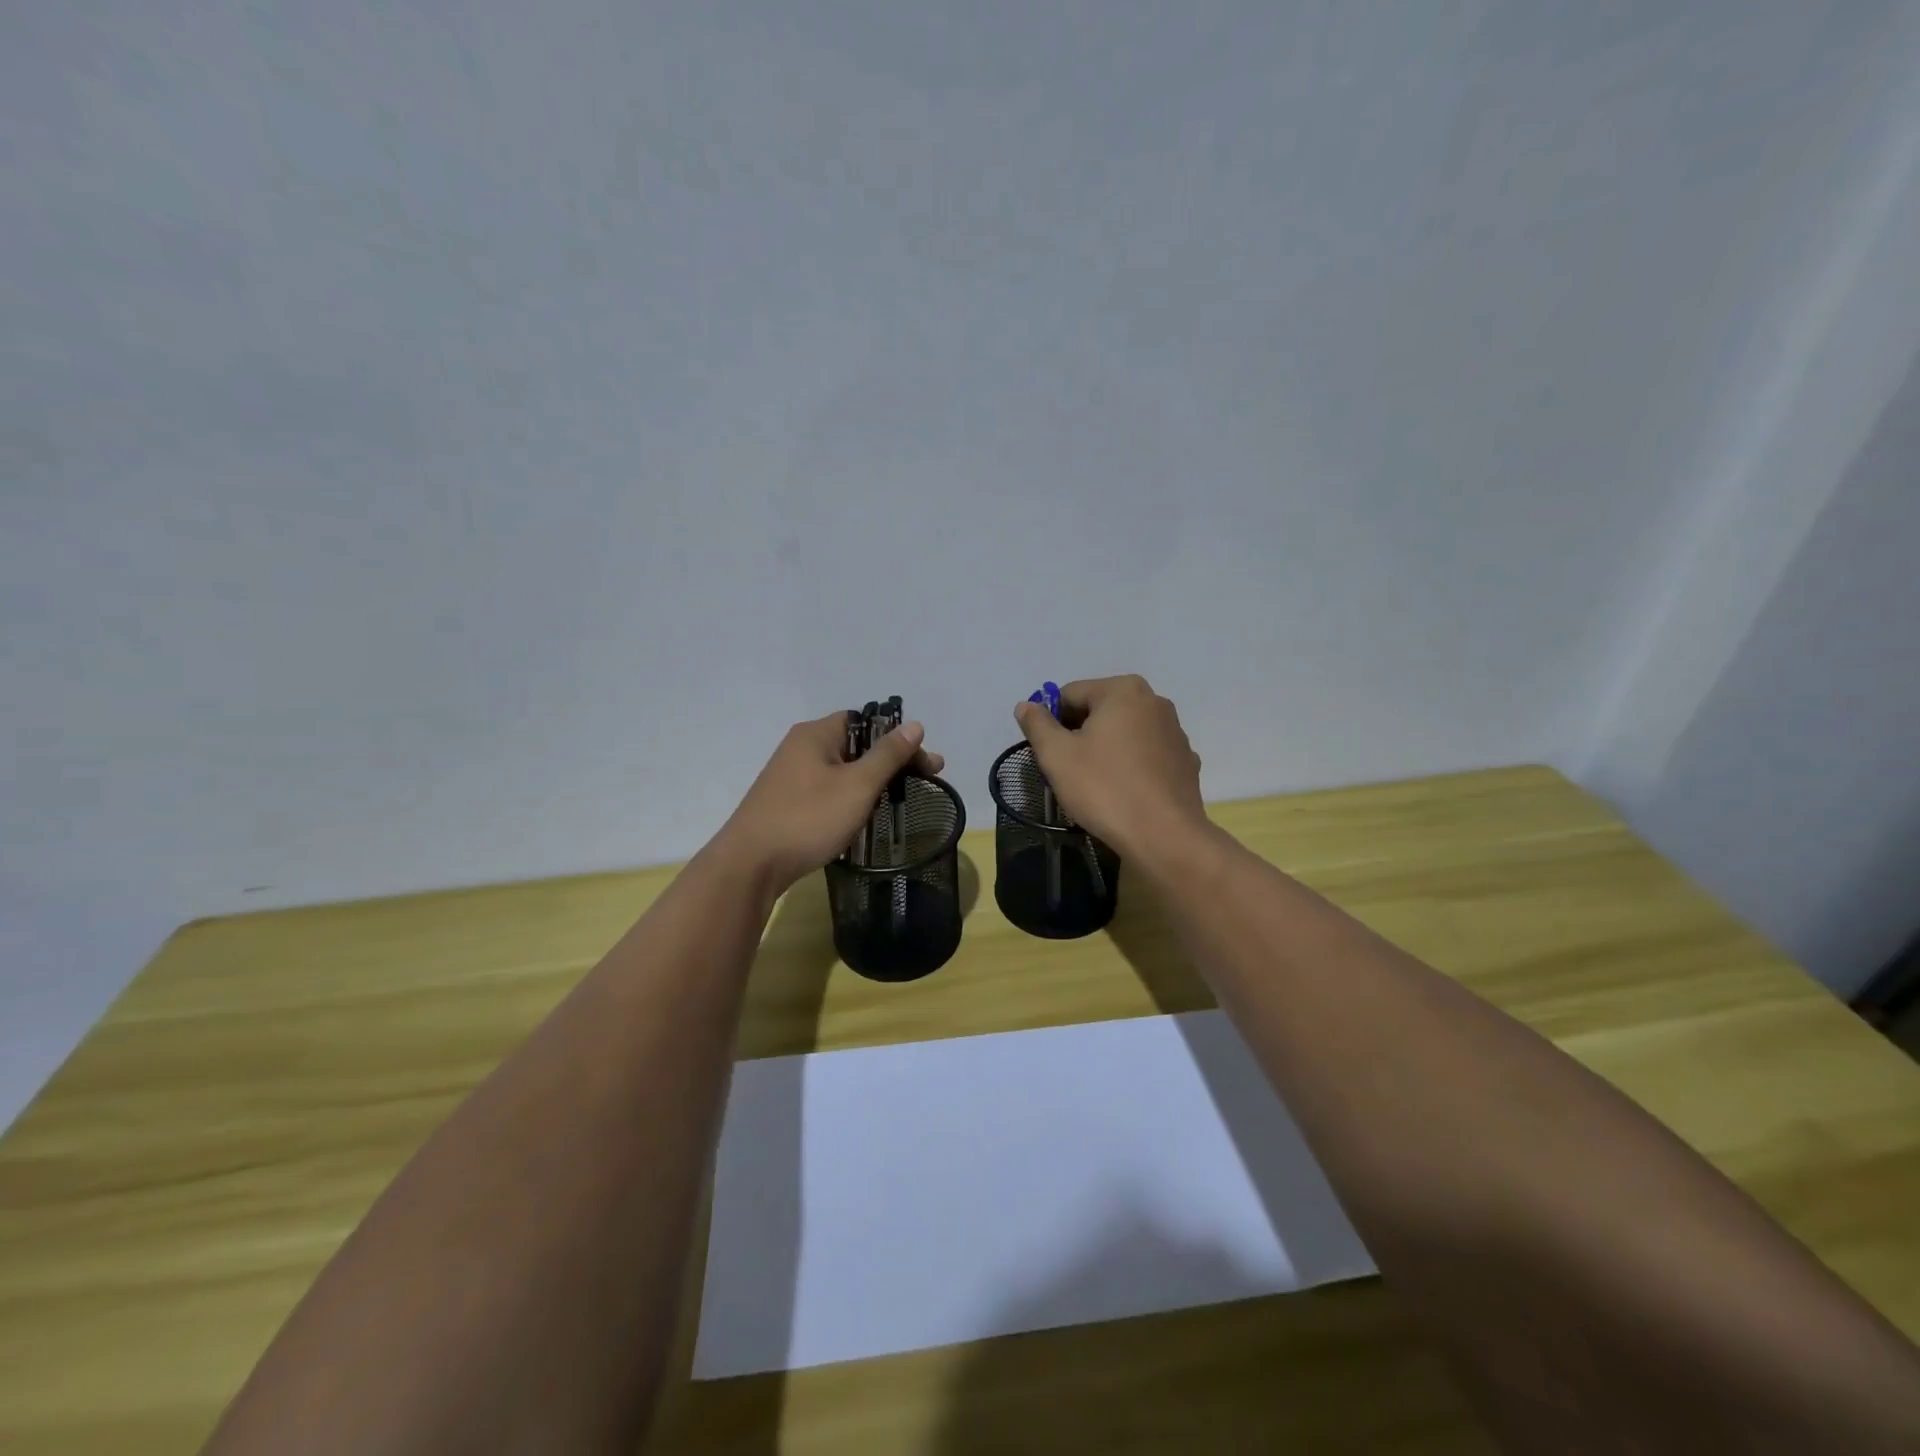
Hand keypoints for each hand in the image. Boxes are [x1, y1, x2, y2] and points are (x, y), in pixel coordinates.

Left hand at [715, 711, 945, 893]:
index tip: (925, 764)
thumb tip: (914, 724)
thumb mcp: (857, 785)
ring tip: (899, 801)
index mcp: (816, 734)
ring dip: (873, 781)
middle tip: (925, 781)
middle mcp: (801, 748)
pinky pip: (829, 790)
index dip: (898, 738)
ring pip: (843, 770)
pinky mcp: (787, 803)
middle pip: (856, 745)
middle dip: (892, 762)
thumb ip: (888, 754)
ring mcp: (791, 776)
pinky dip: (851, 797)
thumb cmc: (808, 818)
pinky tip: (864, 816)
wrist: (750, 866)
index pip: (866, 721)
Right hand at [1014, 675, 1205, 859]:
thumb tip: (1026, 706)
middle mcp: (1155, 701)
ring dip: (1105, 749)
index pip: (1070, 694)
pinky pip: (1146, 755)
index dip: (1050, 721)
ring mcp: (1175, 732)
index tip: (1046, 752)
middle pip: (1100, 711)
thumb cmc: (1105, 788)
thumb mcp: (1057, 756)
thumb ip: (1037, 724)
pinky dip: (1130, 766)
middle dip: (1079, 734)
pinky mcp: (1185, 762)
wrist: (1164, 837)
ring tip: (1096, 784)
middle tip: (1067, 769)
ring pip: (1125, 733)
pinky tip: (1124, 792)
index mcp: (1123, 690)